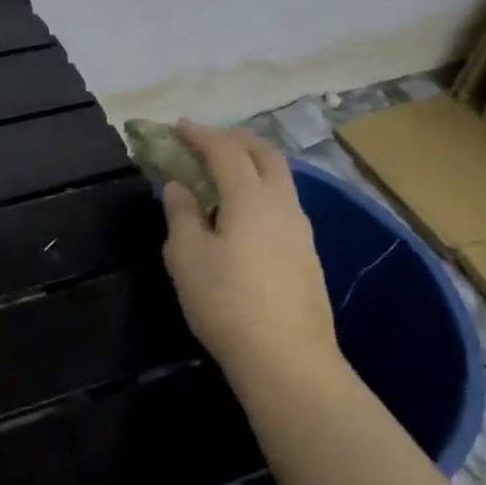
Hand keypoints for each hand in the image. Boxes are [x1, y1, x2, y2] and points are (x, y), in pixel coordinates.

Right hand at [159, 122, 346, 397]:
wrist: (286, 358)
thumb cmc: (226, 302)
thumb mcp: (186, 256)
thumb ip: (181, 214)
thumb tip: (179, 187)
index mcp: (250, 197)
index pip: (225, 151)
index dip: (200, 135)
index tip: (178, 126)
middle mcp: (282, 203)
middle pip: (264, 154)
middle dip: (234, 140)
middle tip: (206, 142)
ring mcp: (301, 229)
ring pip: (279, 179)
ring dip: (251, 166)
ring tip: (221, 177)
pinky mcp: (307, 254)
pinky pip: (282, 204)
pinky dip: (260, 192)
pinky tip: (242, 216)